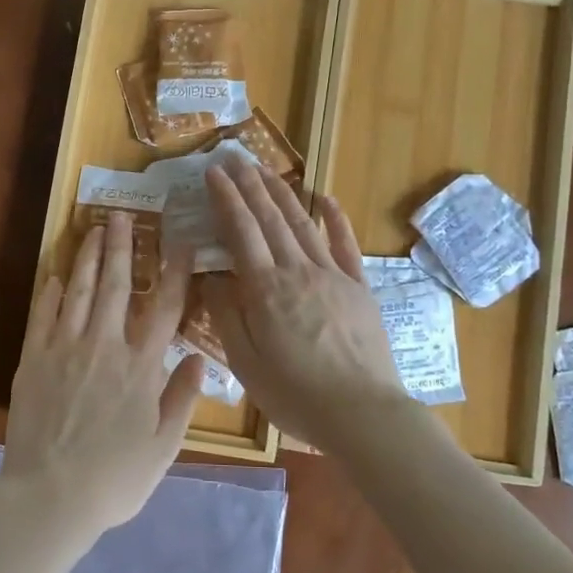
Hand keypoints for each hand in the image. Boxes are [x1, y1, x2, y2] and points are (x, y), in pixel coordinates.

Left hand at [1, 211, 204, 543]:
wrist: (50, 497)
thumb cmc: (115, 478)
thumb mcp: (164, 447)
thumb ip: (182, 398)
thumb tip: (198, 358)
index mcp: (140, 367)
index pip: (163, 308)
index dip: (173, 272)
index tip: (178, 243)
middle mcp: (104, 346)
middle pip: (114, 285)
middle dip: (121, 247)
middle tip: (121, 216)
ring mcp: (65, 349)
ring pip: (78, 291)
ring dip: (86, 257)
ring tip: (93, 231)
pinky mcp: (34, 360)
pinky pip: (43, 315)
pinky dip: (50, 292)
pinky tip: (55, 275)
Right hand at [201, 161, 407, 448]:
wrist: (362, 413)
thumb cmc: (296, 394)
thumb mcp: (246, 362)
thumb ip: (227, 315)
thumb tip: (209, 276)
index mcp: (266, 289)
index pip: (242, 232)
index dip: (226, 200)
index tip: (213, 173)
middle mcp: (298, 271)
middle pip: (271, 219)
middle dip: (251, 186)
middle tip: (235, 159)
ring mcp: (333, 275)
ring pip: (303, 224)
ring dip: (283, 194)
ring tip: (266, 171)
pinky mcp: (359, 287)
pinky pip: (345, 245)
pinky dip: (335, 219)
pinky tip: (326, 198)